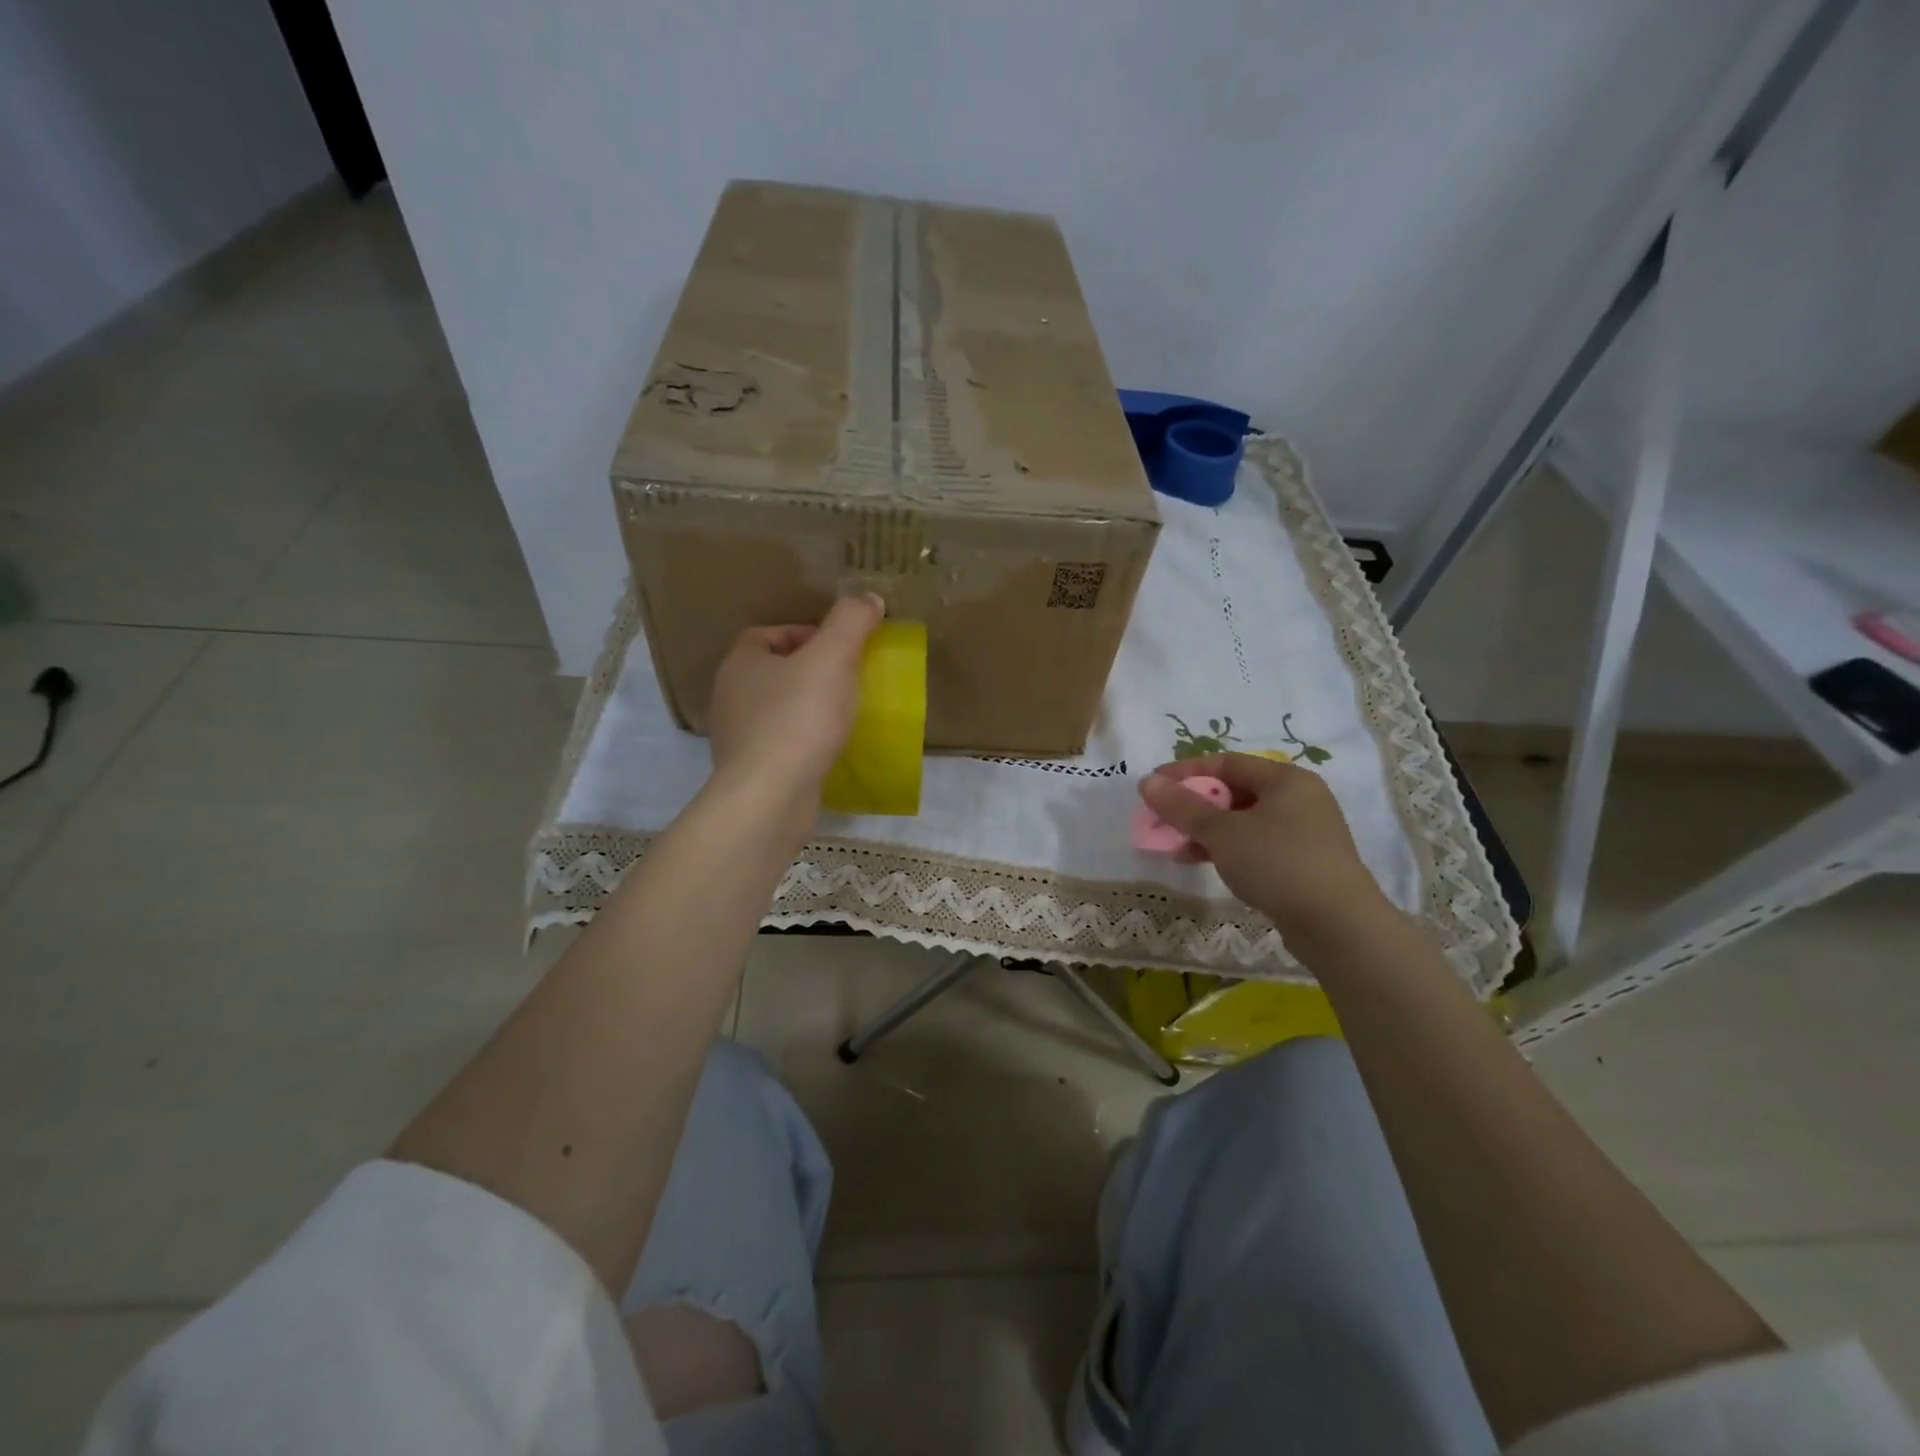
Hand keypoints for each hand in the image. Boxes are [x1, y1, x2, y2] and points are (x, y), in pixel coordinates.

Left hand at [707, 594, 883, 821]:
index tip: (841, 648)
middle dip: (811, 671)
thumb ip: (851, 621)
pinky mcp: (752, 771)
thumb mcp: (832, 658)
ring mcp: (738, 737)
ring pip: (779, 709)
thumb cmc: (799, 718)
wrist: (770, 797)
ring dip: (809, 707)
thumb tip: (868, 598)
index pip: (768, 634)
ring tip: (844, 714)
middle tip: (849, 679)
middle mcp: (730, 696)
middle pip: (775, 671)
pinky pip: (782, 744)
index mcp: (740, 663)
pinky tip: (830, 749)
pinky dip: (805, 741)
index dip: (806, 633)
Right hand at [1139, 752, 1396, 946]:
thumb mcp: (1222, 832)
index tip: (1153, 785)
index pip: (1226, 762)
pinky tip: (1203, 863)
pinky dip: (1227, 850)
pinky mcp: (1303, 864)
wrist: (1338, 925)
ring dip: (1206, 831)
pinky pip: (1256, 845)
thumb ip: (1182, 807)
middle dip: (1194, 805)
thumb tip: (1147, 781)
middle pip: (1235, 791)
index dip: (1186, 771)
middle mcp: (1299, 799)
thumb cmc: (1277, 863)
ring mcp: (1304, 833)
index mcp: (1285, 780)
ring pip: (1243, 822)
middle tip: (1162, 820)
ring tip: (1175, 847)